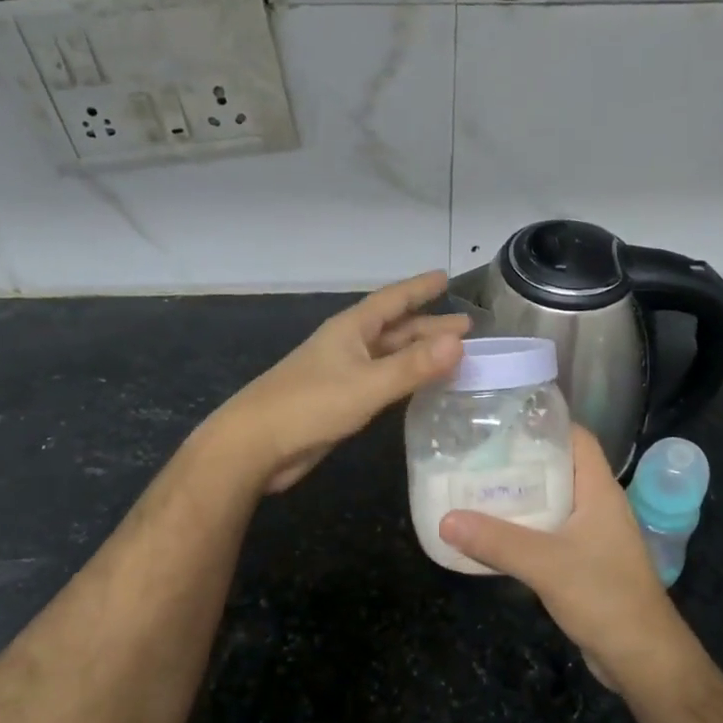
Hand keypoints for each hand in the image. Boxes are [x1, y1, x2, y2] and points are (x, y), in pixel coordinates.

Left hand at [211, 271, 467, 493]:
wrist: (256, 445)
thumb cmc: (309, 405)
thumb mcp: (367, 384)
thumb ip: (412, 366)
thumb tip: (459, 342)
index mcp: (351, 329)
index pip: (393, 300)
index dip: (419, 289)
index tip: (444, 277)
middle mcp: (348, 345)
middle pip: (395, 329)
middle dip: (429, 327)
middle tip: (466, 327)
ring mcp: (342, 373)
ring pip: (389, 356)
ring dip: (419, 354)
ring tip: (453, 355)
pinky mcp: (340, 400)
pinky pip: (382, 380)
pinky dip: (405, 379)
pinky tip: (420, 387)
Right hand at [438, 427, 688, 690]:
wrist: (642, 658)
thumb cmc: (604, 596)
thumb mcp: (545, 564)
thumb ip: (496, 541)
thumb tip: (446, 519)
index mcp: (599, 490)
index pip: (577, 438)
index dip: (545, 423)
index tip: (503, 421)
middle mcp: (598, 505)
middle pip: (560, 468)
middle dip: (521, 461)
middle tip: (477, 456)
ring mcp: (594, 535)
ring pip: (553, 502)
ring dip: (521, 497)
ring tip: (477, 489)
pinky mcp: (585, 562)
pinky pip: (551, 532)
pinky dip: (525, 528)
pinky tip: (495, 534)